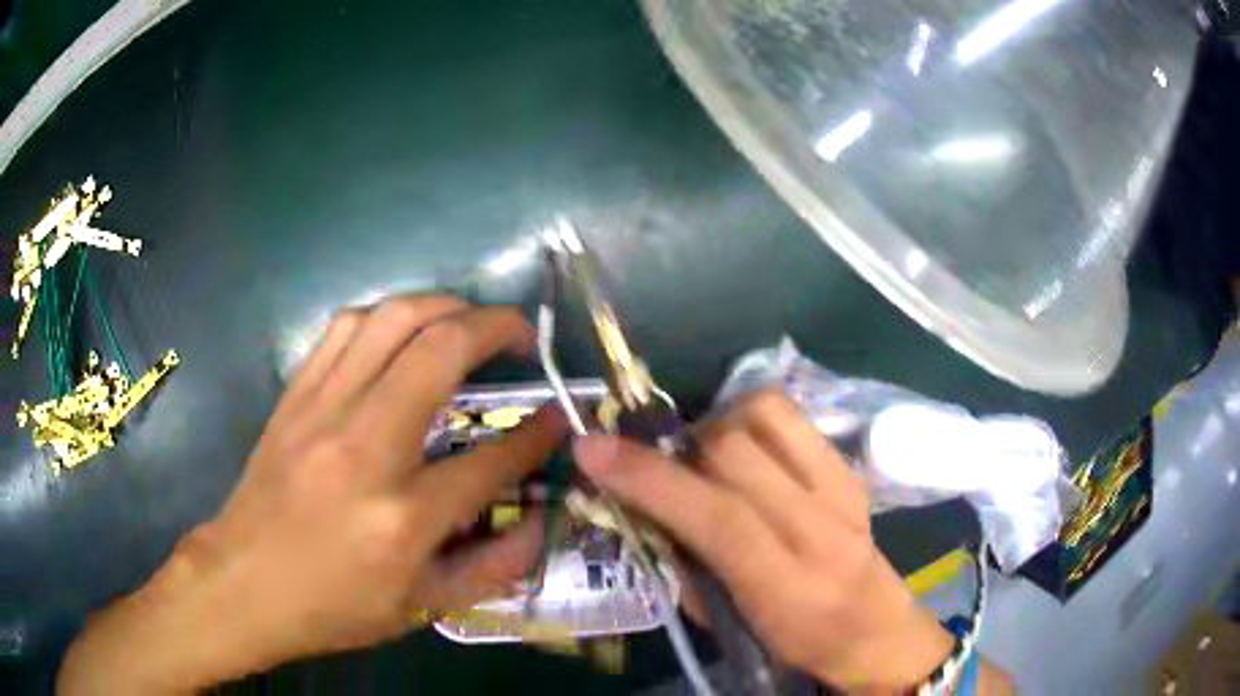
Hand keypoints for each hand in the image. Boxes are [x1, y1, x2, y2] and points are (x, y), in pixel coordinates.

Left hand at [58, 296, 566, 694]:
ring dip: (443, 306)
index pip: (490, 460)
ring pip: (391, 320)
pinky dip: (386, 316)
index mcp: (401, 518)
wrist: (243, 583)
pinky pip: (344, 329)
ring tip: (469, 321)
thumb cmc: (333, 606)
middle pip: (440, 353)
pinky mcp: (295, 397)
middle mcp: (364, 449)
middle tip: (522, 336)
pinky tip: (401, 332)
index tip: (557, 417)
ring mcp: (322, 412)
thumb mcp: (421, 608)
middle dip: (497, 329)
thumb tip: (540, 519)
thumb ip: (492, 566)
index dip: (537, 435)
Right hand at [573, 391, 954, 691]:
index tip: (592, 448)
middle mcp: (818, 524)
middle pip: (735, 449)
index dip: (649, 477)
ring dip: (717, 425)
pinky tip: (744, 450)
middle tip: (670, 471)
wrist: (876, 627)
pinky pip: (789, 414)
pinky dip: (749, 418)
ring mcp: (841, 486)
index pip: (716, 516)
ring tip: (708, 457)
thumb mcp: (726, 625)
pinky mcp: (849, 466)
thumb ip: (682, 566)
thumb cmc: (794, 639)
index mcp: (784, 583)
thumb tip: (638, 507)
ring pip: (763, 414)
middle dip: (682, 450)